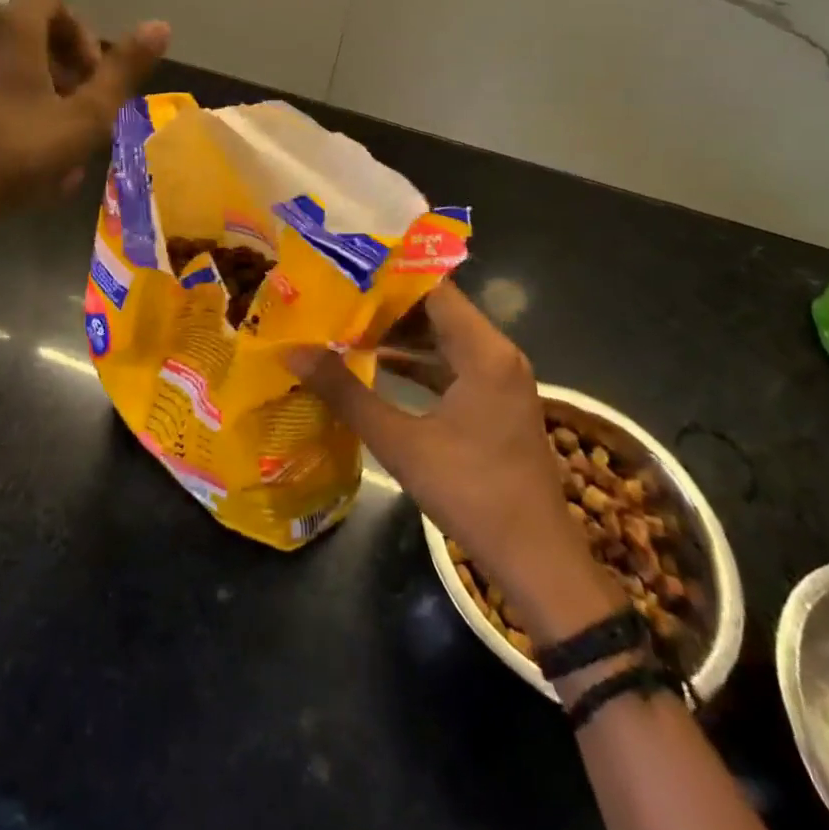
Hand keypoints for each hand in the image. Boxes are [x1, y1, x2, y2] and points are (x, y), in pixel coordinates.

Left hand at [0, 0, 168, 266]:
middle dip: (62, 72)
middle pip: (29, 36)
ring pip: (2, 69)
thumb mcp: (84, 118)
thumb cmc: (14, 153)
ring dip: (33, 96)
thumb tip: (162, 24)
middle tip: (77, 117)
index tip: (91, 79)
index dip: (82, 35)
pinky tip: (9, 160)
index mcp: (12, 28)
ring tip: (48, 147)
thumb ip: (124, 71)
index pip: (54, 1)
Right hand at [289, 284, 617, 640]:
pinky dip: (417, 360)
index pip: (432, 288)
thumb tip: (293, 352)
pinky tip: (376, 363)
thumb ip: (345, 392)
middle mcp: (497, 352)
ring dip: (399, 333)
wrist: (536, 560)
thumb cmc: (471, 493)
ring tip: (345, 324)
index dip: (386, 277)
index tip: (343, 269)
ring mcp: (499, 377)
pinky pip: (451, 362)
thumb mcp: (400, 442)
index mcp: (484, 350)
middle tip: (335, 296)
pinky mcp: (495, 399)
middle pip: (437, 308)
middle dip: (385, 304)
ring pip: (443, 336)